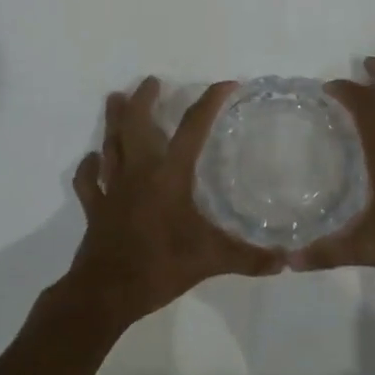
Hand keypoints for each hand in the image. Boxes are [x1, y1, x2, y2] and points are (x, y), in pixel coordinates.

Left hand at [64, 77, 282, 326]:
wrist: (106, 293)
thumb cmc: (160, 266)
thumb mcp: (210, 260)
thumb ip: (248, 258)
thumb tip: (285, 260)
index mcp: (169, 175)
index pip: (193, 128)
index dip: (210, 102)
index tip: (227, 85)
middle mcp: (139, 172)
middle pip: (137, 124)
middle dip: (144, 99)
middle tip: (151, 81)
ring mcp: (113, 188)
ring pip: (111, 144)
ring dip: (113, 120)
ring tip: (114, 98)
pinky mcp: (96, 207)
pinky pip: (89, 180)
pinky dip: (90, 167)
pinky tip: (92, 159)